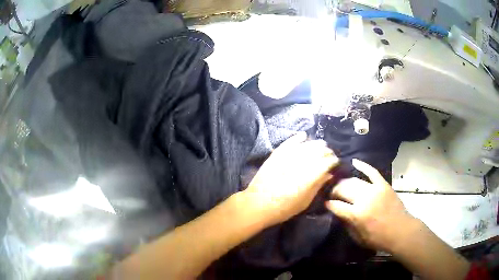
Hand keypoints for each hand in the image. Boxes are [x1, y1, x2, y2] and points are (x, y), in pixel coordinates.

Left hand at [243, 132, 338, 225]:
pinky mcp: (277, 154)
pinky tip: (304, 136)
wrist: (258, 204)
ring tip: (321, 146)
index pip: (327, 162)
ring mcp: (288, 157)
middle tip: (329, 156)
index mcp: (310, 176)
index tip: (335, 163)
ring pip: (307, 144)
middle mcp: (301, 163)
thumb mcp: (305, 201)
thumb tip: (329, 174)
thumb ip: (318, 185)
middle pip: (319, 150)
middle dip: (327, 152)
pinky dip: (298, 138)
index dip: (333, 161)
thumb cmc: (284, 208)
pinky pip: (290, 142)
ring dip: (316, 144)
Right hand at [326, 159, 415, 252]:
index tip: (325, 203)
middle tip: (331, 193)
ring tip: (340, 184)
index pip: (336, 205)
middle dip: (334, 190)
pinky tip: (354, 162)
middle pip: (343, 189)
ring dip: (344, 181)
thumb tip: (338, 213)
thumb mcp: (358, 238)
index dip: (328, 204)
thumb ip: (347, 224)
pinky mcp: (383, 184)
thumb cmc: (378, 238)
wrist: (400, 231)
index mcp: (356, 214)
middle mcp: (364, 199)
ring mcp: (374, 189)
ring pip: (354, 180)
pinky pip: (372, 171)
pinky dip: (363, 166)